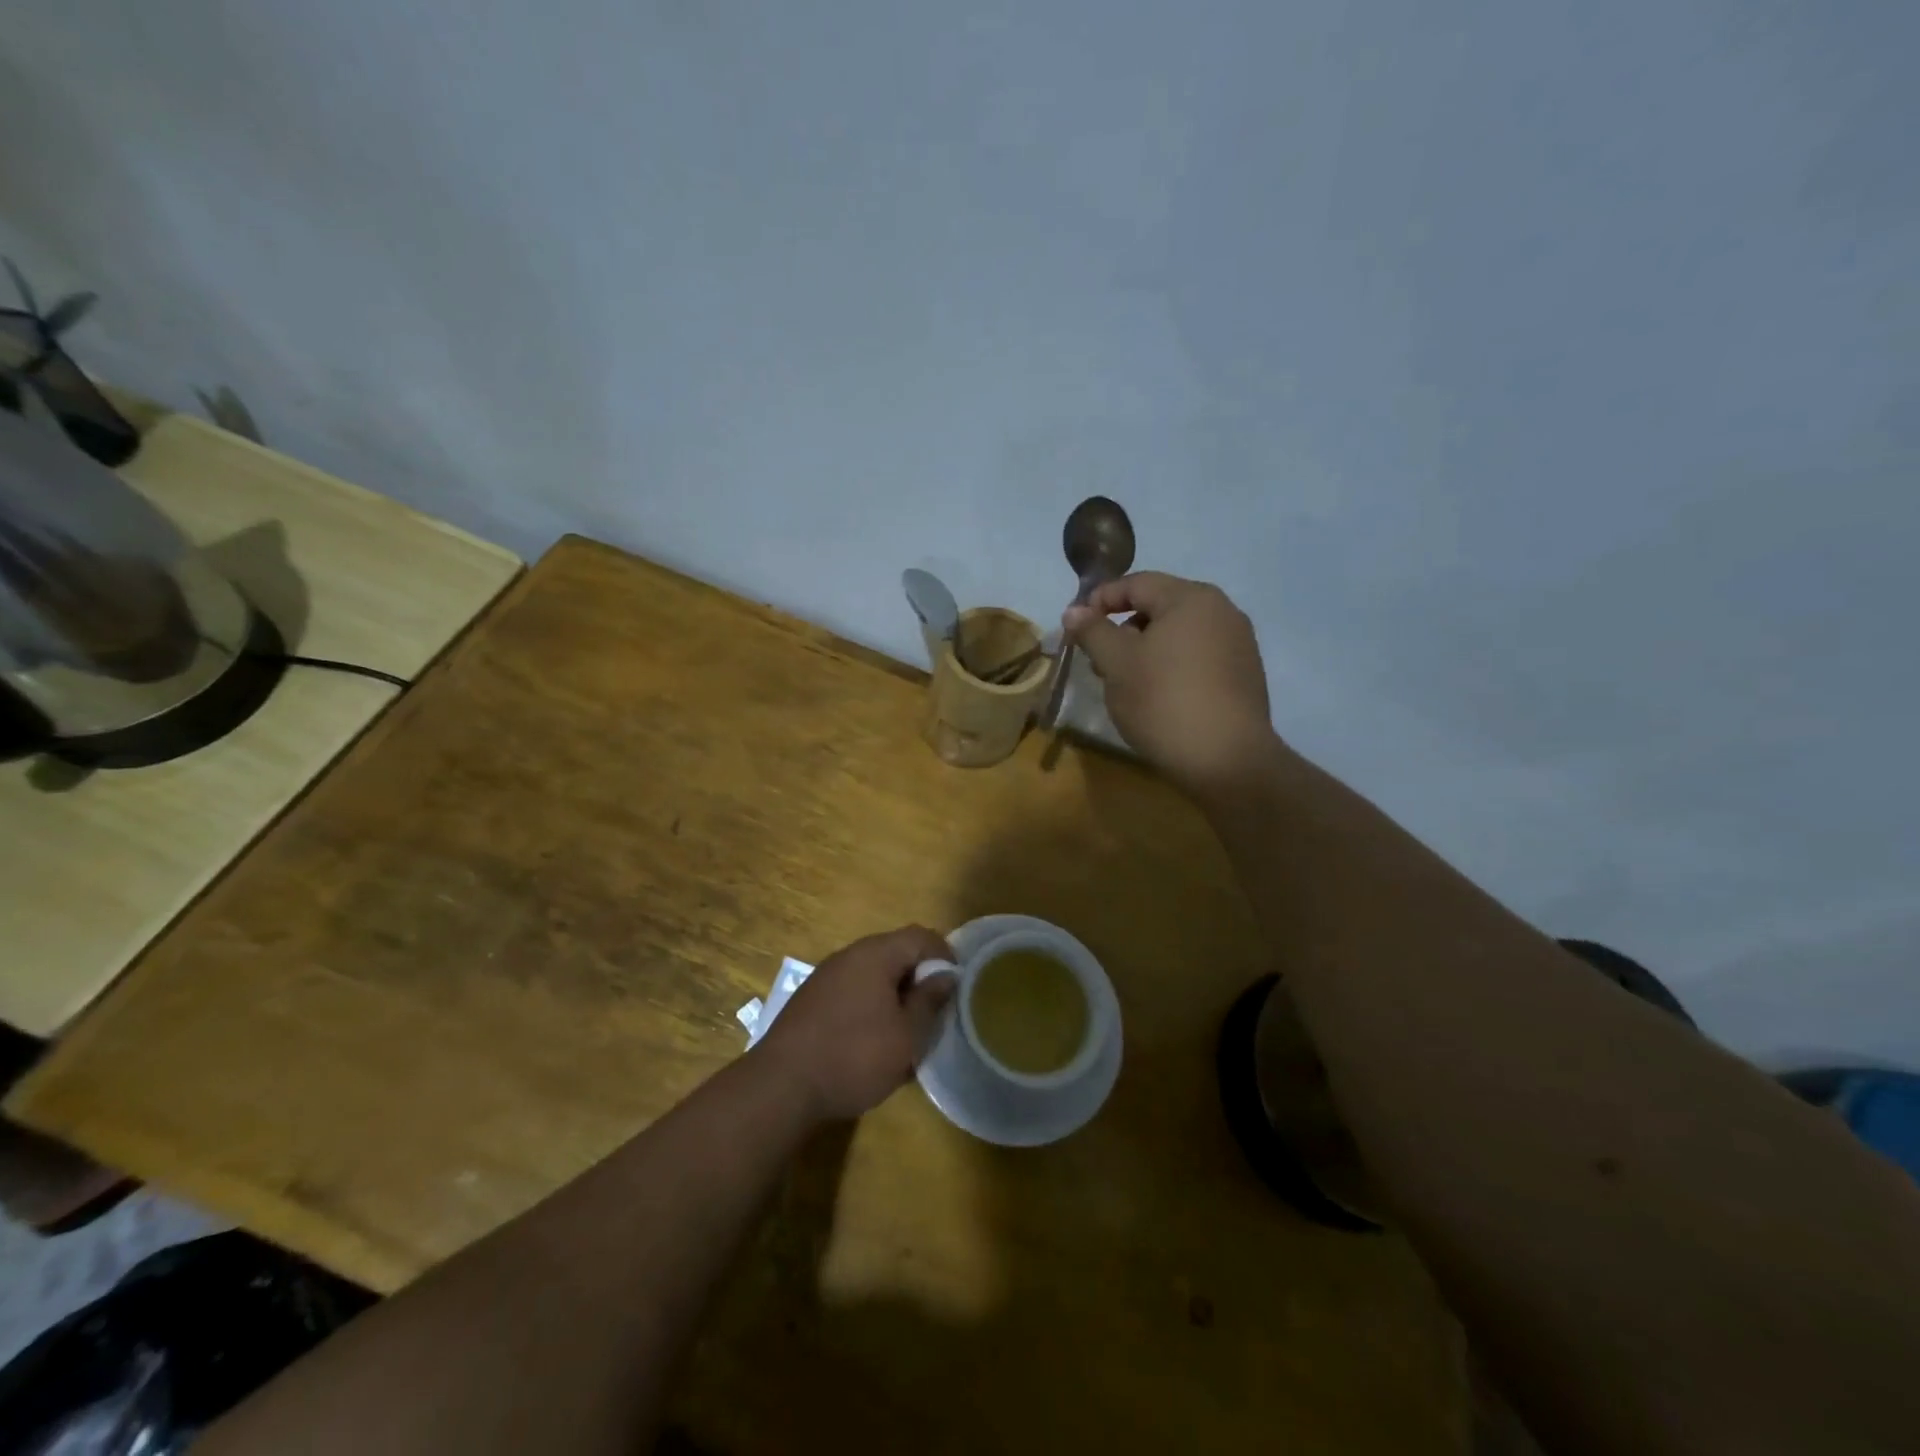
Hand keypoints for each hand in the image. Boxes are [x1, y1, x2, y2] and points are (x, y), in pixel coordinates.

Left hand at [755, 926, 955, 1121]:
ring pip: (873, 974)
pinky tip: (870, 1042)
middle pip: (895, 953)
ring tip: (904, 1032)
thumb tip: (946, 975)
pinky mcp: (811, 1000)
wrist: (781, 1087)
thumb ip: (930, 1001)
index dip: (945, 956)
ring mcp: (826, 976)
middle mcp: (849, 955)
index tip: (955, 988)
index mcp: (875, 954)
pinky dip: (869, 1007)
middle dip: (918, 979)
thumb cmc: (854, 1056)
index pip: (920, 936)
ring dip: (894, 995)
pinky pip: (852, 991)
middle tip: (932, 1014)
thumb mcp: (906, 1036)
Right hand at [1064, 571, 1277, 794]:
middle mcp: (1222, 610)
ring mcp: (1239, 643)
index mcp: (1190, 598)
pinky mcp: (1245, 674)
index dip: (1100, 600)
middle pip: (1160, 606)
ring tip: (1126, 682)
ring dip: (1147, 649)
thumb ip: (1093, 632)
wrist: (1227, 760)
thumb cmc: (1163, 701)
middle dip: (1123, 629)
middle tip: (1099, 661)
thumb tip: (1074, 611)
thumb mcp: (1116, 664)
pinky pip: (1199, 656)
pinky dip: (1172, 665)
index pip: (1136, 583)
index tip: (1076, 628)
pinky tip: (1159, 696)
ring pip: (1179, 634)